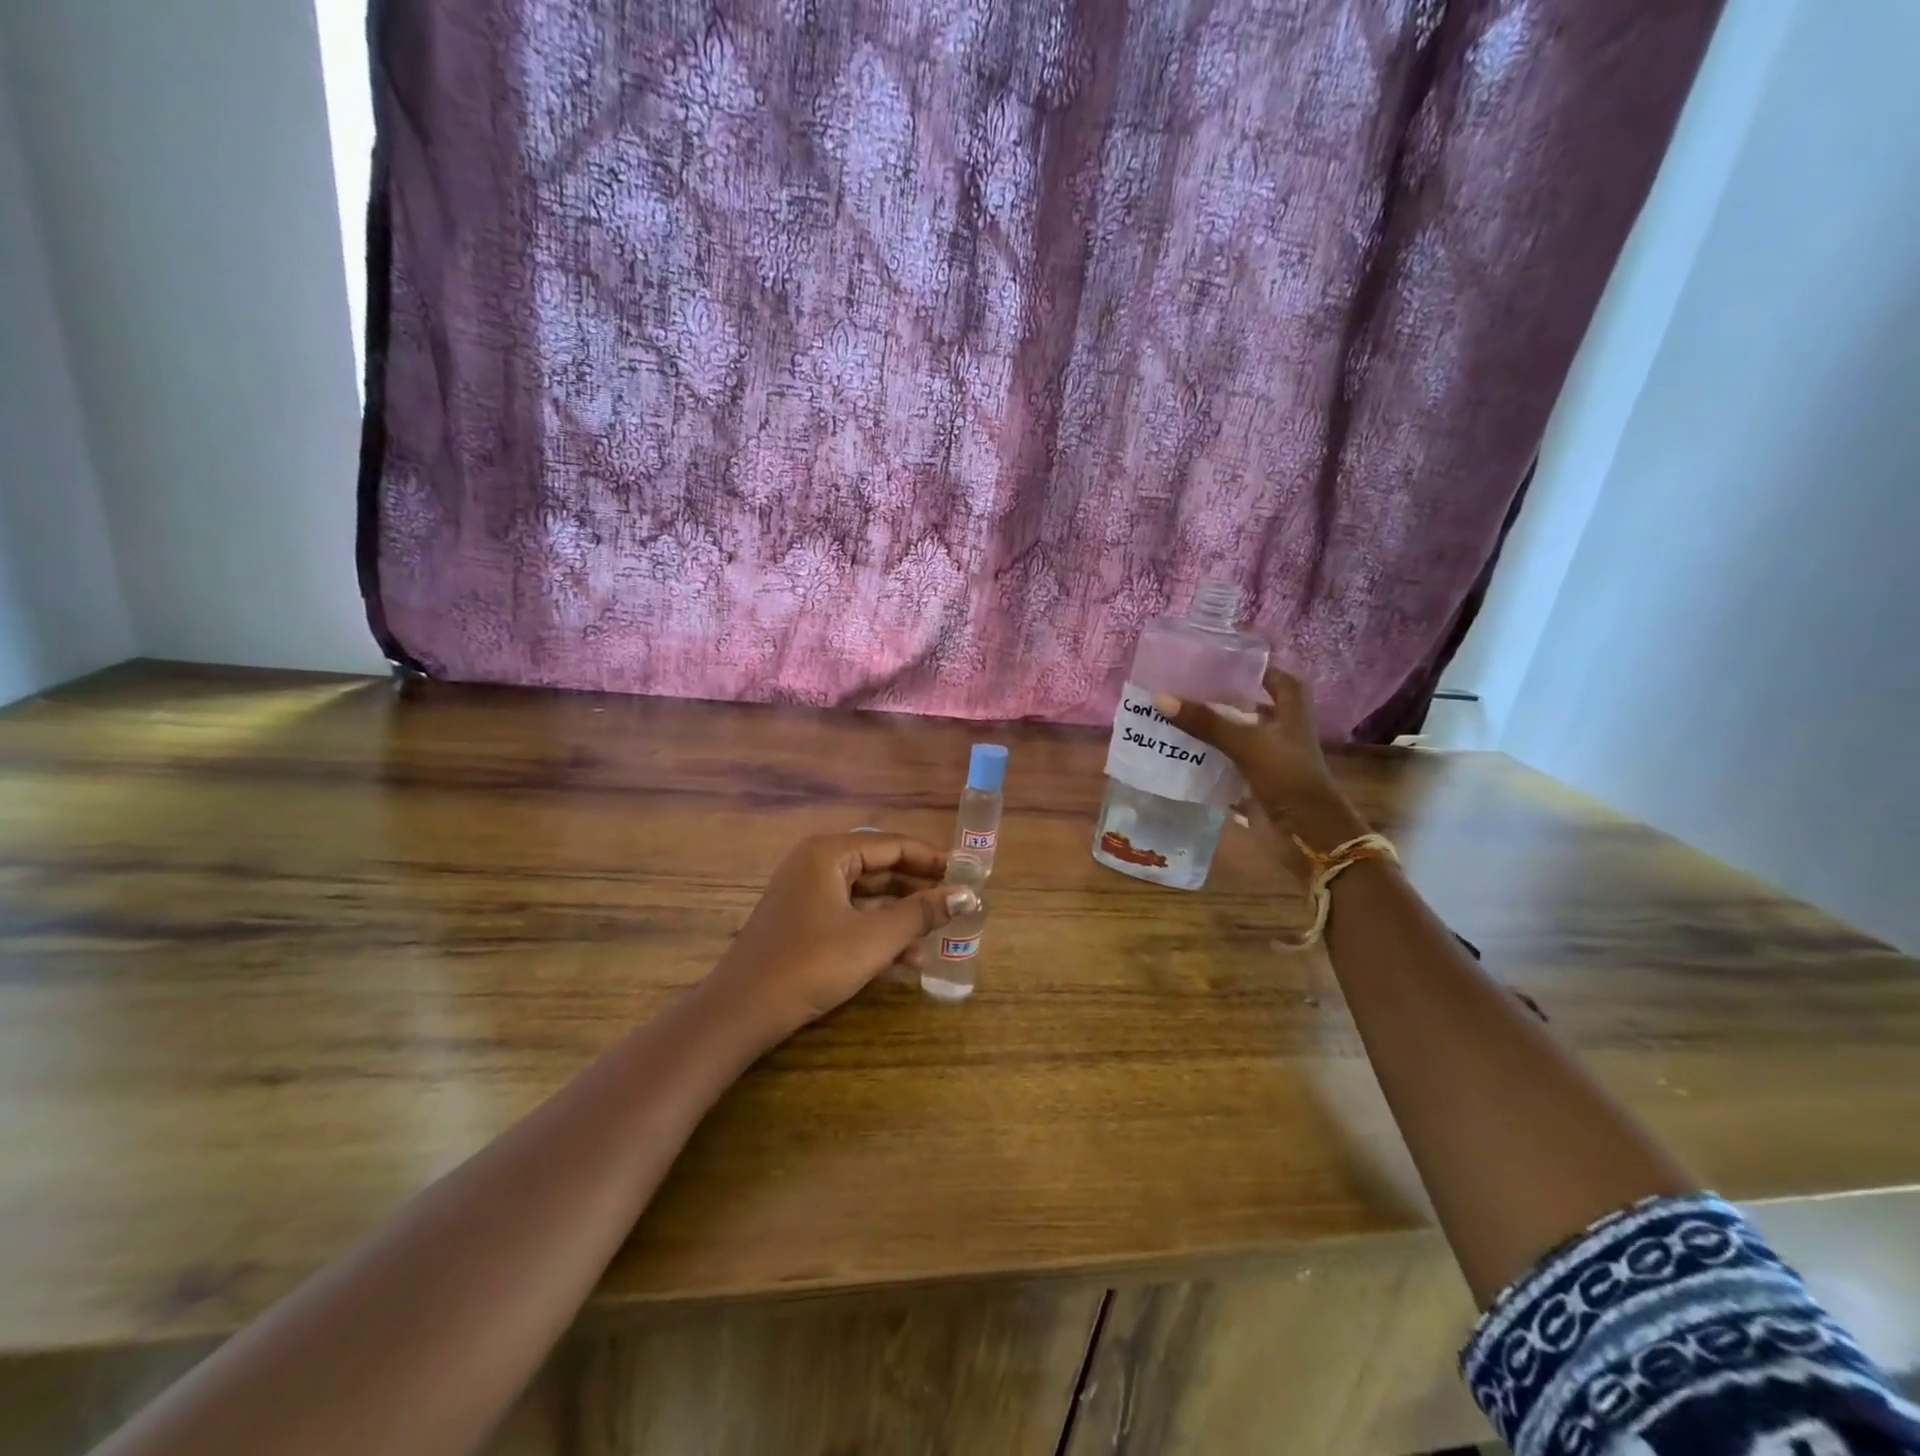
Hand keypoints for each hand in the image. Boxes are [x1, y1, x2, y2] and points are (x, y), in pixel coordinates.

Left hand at [707, 833, 978, 1038]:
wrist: (742, 1012)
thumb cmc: (812, 964)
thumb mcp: (874, 938)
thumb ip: (922, 913)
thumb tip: (967, 895)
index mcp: (830, 853)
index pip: (893, 845)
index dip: (933, 859)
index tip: (967, 873)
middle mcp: (817, 865)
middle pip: (880, 868)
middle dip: (919, 890)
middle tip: (957, 903)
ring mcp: (807, 895)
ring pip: (867, 897)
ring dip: (902, 917)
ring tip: (939, 937)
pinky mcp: (802, 924)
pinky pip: (850, 917)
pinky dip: (877, 933)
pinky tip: (907, 960)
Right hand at [1154, 667, 1366, 846]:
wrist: (1307, 832)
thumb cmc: (1287, 775)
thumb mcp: (1246, 743)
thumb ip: (1206, 722)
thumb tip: (1161, 698)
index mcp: (1291, 713)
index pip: (1279, 680)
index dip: (1258, 669)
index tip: (1224, 663)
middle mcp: (1282, 732)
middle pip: (1252, 707)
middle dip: (1224, 699)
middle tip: (1187, 688)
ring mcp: (1269, 759)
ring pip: (1237, 737)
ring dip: (1212, 730)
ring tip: (1176, 716)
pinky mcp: (1255, 783)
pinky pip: (1227, 764)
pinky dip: (1207, 760)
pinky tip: (1180, 753)